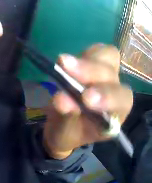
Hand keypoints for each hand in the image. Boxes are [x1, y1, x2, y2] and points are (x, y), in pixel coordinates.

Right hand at [43, 44, 132, 158]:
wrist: (65, 122)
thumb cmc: (68, 132)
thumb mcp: (65, 132)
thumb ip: (67, 116)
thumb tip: (61, 99)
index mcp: (115, 116)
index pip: (121, 101)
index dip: (108, 96)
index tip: (85, 99)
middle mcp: (116, 91)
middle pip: (112, 74)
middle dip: (90, 72)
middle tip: (65, 68)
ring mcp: (109, 73)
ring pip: (109, 56)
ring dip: (86, 59)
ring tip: (63, 63)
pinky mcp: (99, 60)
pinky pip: (97, 50)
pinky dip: (83, 54)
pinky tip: (68, 62)